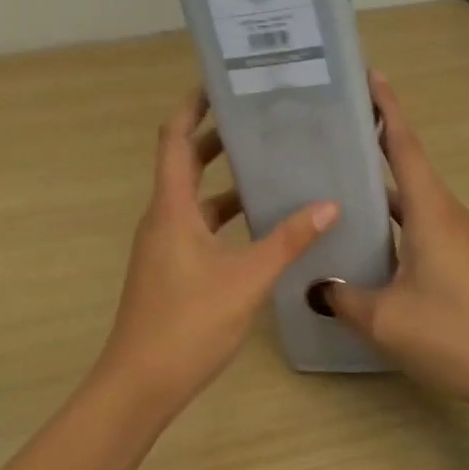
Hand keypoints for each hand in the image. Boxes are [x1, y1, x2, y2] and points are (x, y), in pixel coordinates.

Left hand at [98, 88, 338, 414]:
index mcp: (171, 208)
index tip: (220, 84)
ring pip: (194, 197)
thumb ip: (287, 241)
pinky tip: (259, 223)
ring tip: (268, 164)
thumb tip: (328, 205)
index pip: (175, 138)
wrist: (139, 385)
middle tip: (258, 119)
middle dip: (216, 137)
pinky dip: (224, 214)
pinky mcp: (171, 267)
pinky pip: (198, 225)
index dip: (192, 106)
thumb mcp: (246, 280)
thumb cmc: (187, 324)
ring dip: (224, 179)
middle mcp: (163, 217)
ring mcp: (164, 244)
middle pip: (185, 162)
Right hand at [319, 73, 468, 416]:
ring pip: (415, 198)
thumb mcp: (386, 320)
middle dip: (376, 141)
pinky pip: (423, 223)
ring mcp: (461, 237)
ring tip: (340, 179)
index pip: (405, 146)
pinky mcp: (466, 259)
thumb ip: (343, 299)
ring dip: (383, 184)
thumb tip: (313, 287)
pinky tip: (370, 238)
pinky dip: (396, 217)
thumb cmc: (455, 335)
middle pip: (409, 165)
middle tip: (333, 128)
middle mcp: (448, 214)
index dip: (388, 108)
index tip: (370, 75)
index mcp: (432, 212)